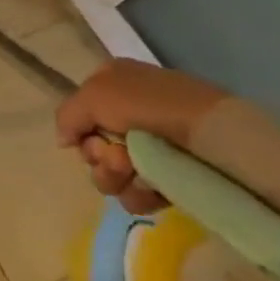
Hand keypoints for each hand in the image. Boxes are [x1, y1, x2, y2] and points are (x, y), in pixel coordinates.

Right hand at [55, 59, 226, 213]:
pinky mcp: (173, 176)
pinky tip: (153, 190)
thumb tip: (64, 141)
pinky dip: (140, 194)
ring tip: (138, 175)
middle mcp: (130, 114)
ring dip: (117, 178)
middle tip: (120, 159)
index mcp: (113, 85)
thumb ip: (68, 115)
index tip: (92, 139)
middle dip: (100, 158)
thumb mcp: (95, 95)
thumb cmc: (151, 106)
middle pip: (94, 147)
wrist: (215, 136)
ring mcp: (153, 147)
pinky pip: (139, 193)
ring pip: (112, 173)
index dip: (81, 131)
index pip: (80, 115)